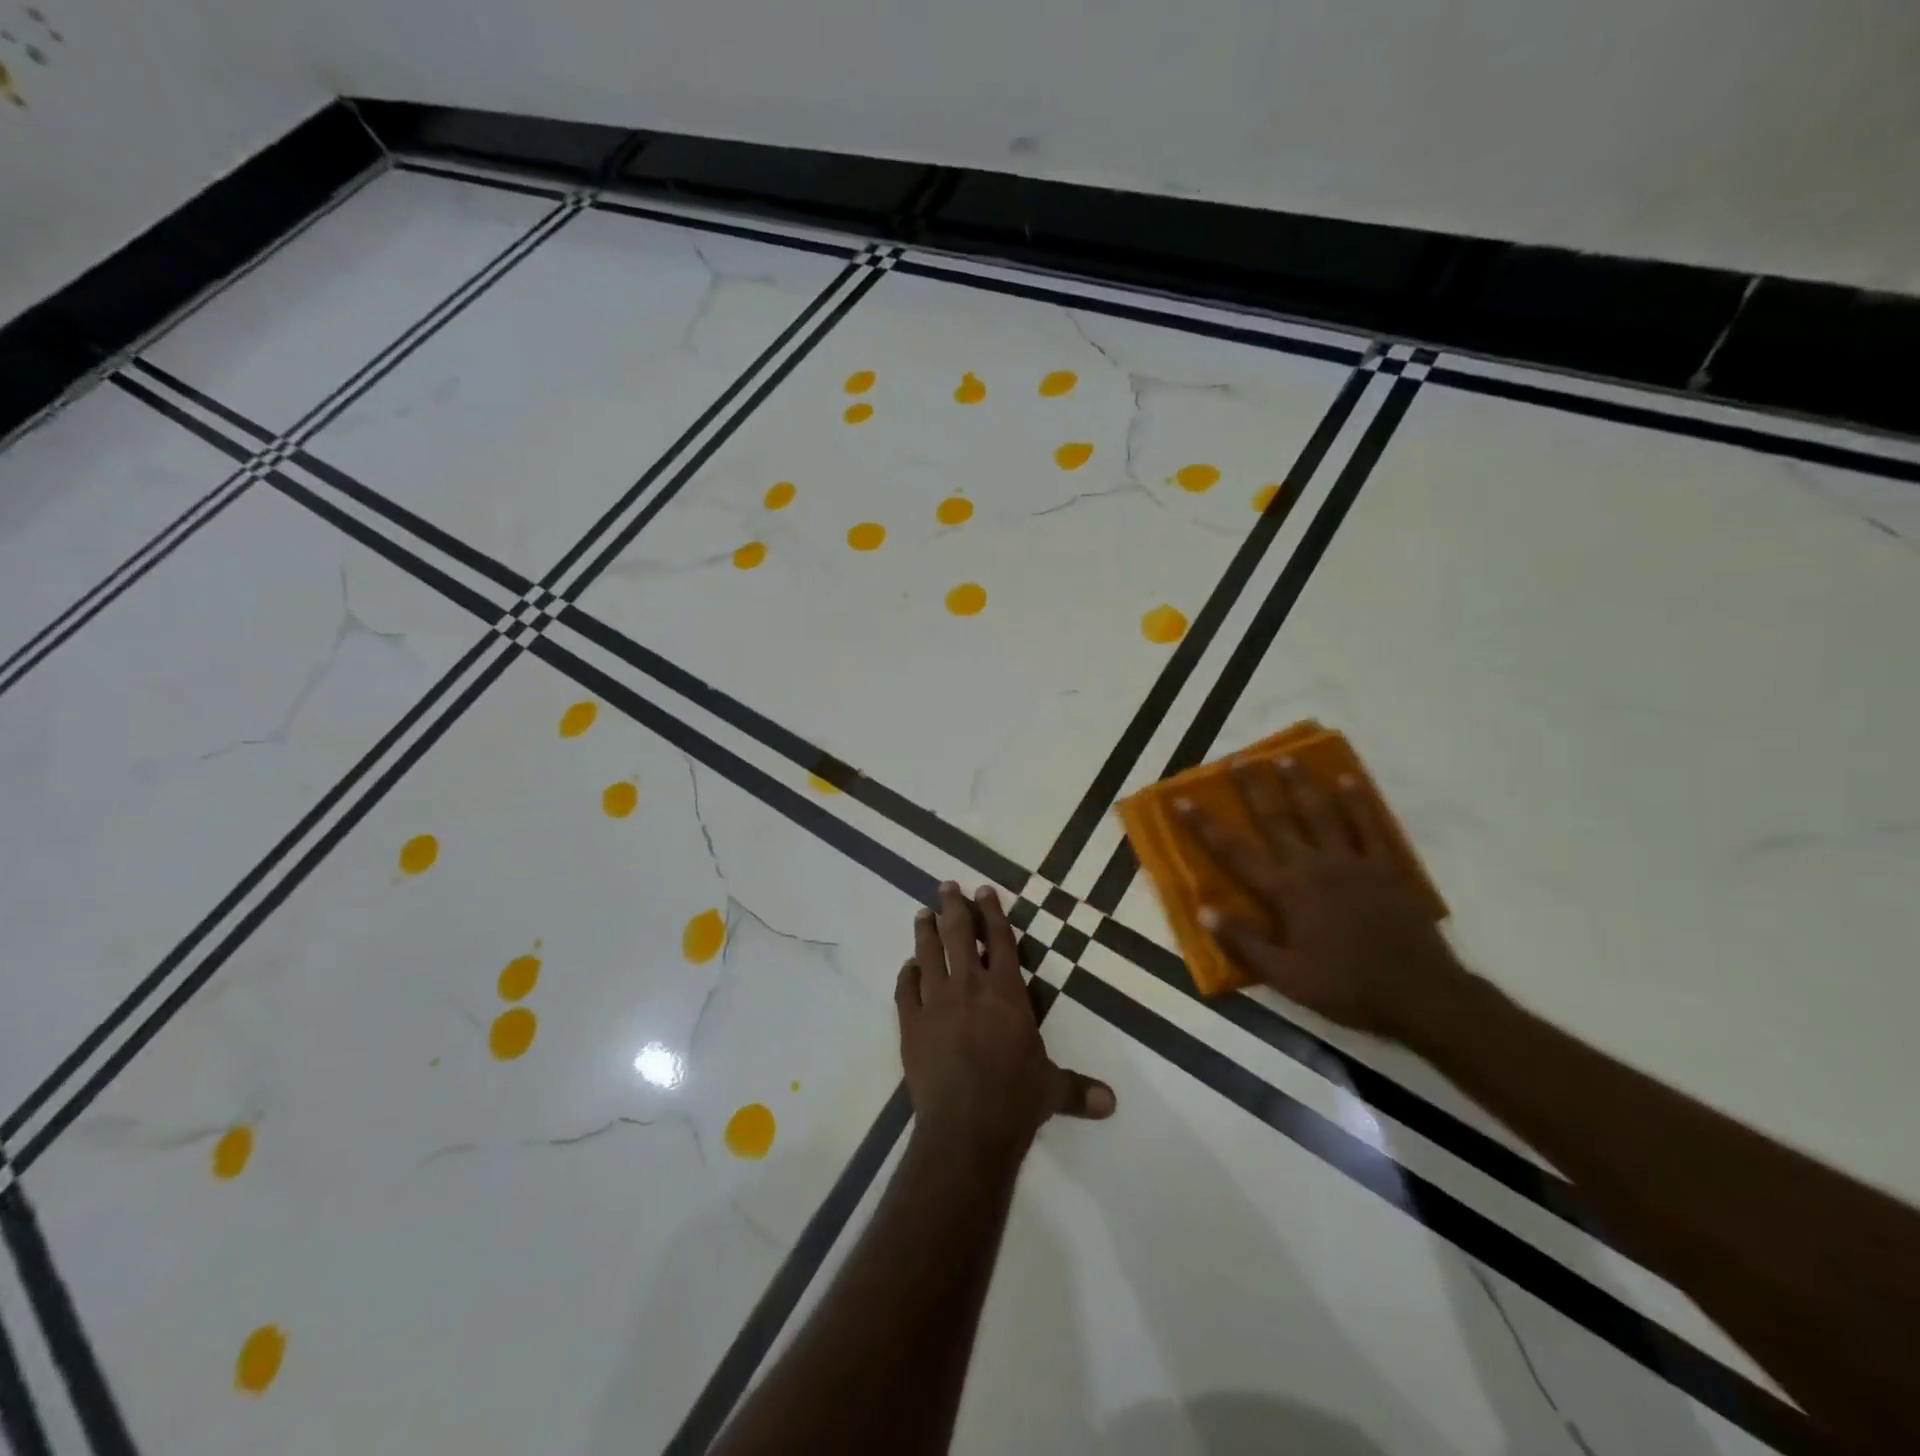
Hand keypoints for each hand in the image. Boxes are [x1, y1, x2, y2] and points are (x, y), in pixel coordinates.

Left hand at [897, 883, 1114, 1158]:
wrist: (966, 1127)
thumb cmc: (1015, 1100)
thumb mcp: (1051, 1090)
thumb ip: (1077, 1089)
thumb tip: (1112, 1103)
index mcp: (1006, 992)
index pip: (1000, 941)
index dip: (992, 913)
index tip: (983, 890)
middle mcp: (969, 987)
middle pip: (958, 936)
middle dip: (954, 908)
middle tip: (947, 886)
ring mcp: (936, 1003)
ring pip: (929, 955)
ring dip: (925, 931)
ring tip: (922, 912)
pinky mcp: (912, 1025)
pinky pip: (906, 991)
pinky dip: (907, 976)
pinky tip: (908, 967)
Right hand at [1175, 758, 1465, 1040]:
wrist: (1420, 995)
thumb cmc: (1346, 988)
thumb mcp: (1286, 977)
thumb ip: (1244, 942)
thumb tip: (1204, 910)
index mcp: (1286, 892)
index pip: (1235, 852)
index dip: (1205, 826)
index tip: (1182, 800)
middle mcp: (1314, 866)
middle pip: (1278, 819)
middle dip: (1254, 788)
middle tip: (1239, 759)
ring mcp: (1352, 862)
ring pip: (1322, 813)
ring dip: (1302, 784)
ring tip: (1286, 758)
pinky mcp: (1386, 868)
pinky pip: (1370, 826)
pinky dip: (1358, 802)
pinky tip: (1349, 780)